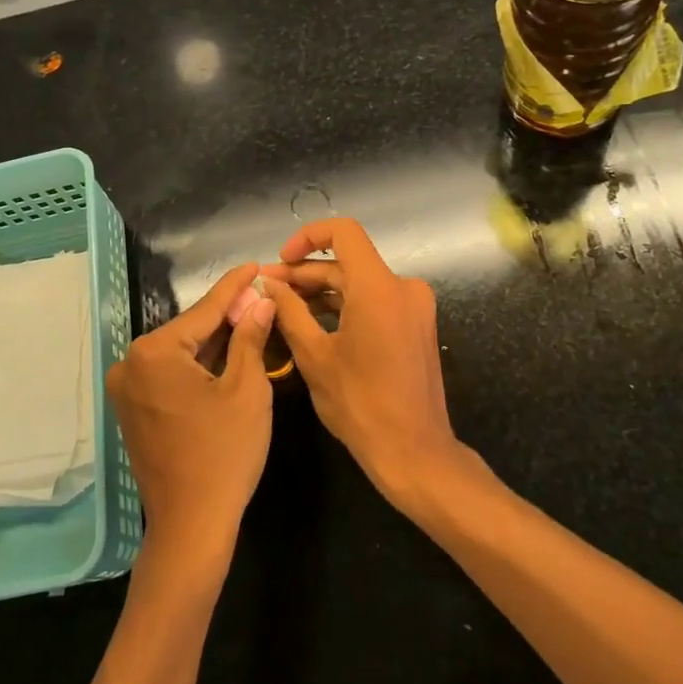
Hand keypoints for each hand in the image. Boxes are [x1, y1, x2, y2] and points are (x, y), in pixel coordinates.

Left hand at [106, 263, 275, 568]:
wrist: (192, 525)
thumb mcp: (247, 389)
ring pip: (180, 354)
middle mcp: (131, 364)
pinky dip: (198, 367)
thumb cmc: (224, 453)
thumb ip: (249, 337)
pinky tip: (227, 355)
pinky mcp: (133, 410)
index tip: (254, 265)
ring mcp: (128, 389)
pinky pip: (170, 375)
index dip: (235, 287)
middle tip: (260, 298)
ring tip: (250, 320)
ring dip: (213, 342)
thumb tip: (260, 302)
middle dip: (226, 316)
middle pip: (189, 330)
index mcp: (154, 352)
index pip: (203, 310)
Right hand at [262, 218, 462, 507]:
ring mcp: (413, 307)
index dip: (307, 237)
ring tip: (284, 306)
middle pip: (348, 262)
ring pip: (360, 283)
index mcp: (379, 287)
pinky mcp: (415, 326)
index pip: (343, 232)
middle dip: (306, 273)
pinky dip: (345, 306)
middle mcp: (403, 287)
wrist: (413, 451)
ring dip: (323, 291)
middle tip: (269, 289)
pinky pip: (375, 302)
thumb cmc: (359, 403)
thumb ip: (289, 311)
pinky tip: (313, 322)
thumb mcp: (314, 355)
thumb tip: (268, 283)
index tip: (280, 261)